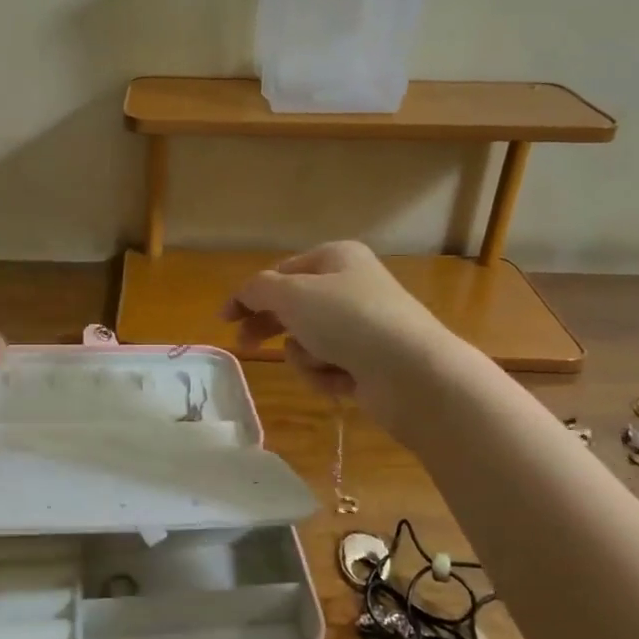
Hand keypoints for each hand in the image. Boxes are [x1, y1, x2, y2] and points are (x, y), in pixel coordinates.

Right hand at [222, 242, 439, 407]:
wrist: (413, 373)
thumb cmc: (348, 320)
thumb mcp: (292, 294)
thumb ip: (258, 289)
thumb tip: (245, 294)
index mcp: (336, 257)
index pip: (281, 272)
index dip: (249, 294)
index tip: (225, 318)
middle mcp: (351, 286)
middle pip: (293, 307)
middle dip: (272, 328)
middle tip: (246, 346)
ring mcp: (363, 325)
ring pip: (309, 341)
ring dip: (306, 356)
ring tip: (323, 362)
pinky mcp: (370, 361)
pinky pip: (330, 366)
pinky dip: (328, 376)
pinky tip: (343, 381)